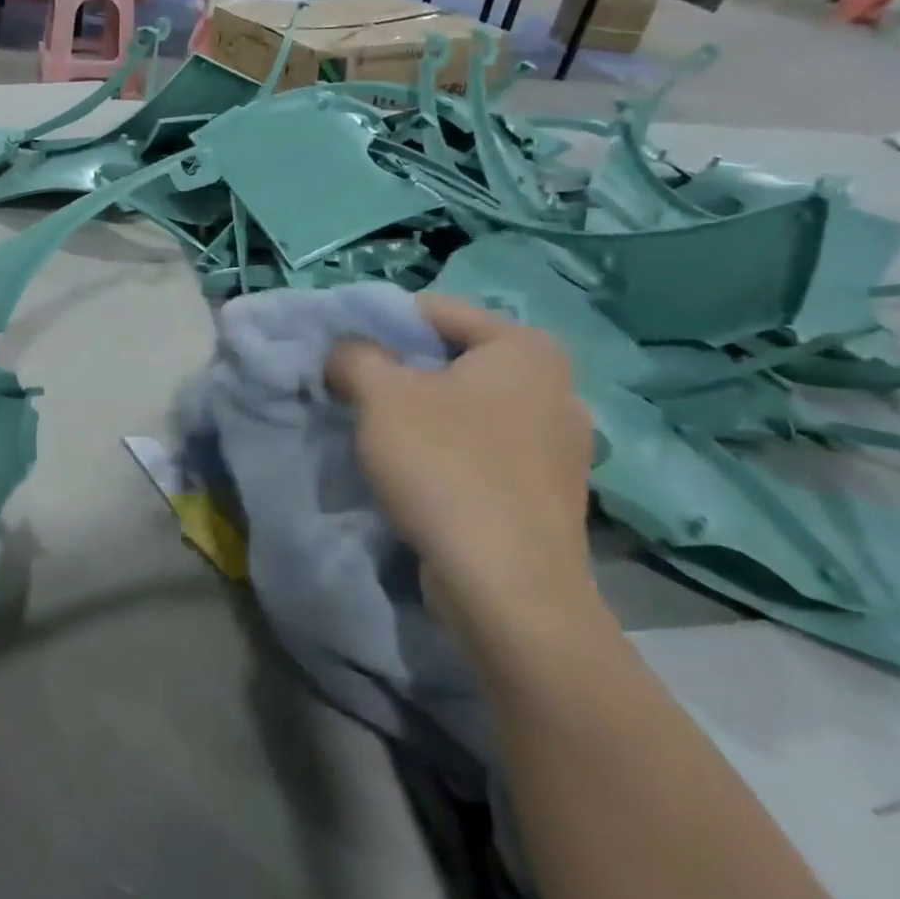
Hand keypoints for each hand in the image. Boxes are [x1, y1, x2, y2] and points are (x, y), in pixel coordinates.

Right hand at [326, 296, 595, 644]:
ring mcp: (559, 443)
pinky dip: (447, 450)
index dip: (378, 323)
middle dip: (400, 371)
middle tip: (353, 392)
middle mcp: (555, 386)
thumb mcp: (381, 395)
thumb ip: (355, 354)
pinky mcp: (548, 490)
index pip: (435, 309)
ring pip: (466, 406)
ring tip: (378, 434)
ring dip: (420, 413)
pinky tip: (417, 472)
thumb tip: (345, 350)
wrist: (507, 588)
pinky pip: (483, 448)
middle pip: (452, 359)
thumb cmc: (445, 468)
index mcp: (525, 348)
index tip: (340, 351)